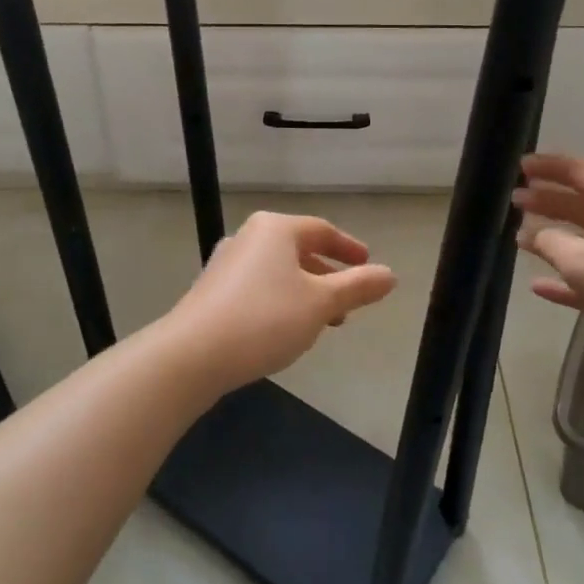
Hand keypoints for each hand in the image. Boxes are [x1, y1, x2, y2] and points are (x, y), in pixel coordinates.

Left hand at [164, 212, 396, 393]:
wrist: (193, 354)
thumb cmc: (265, 319)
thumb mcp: (321, 303)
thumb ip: (357, 287)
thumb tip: (390, 274)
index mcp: (275, 229)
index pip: (322, 230)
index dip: (349, 248)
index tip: (368, 265)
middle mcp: (248, 237)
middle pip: (298, 249)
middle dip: (327, 274)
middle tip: (349, 299)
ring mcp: (226, 263)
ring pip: (278, 271)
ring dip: (304, 291)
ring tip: (323, 321)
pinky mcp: (212, 290)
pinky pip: (258, 287)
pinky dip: (280, 300)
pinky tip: (285, 329)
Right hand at [513, 155, 583, 365]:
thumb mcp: (582, 261)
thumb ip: (550, 243)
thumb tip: (532, 234)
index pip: (579, 169)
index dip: (549, 166)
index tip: (520, 167)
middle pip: (583, 200)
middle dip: (549, 199)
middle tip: (515, 200)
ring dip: (556, 235)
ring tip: (521, 236)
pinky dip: (569, 276)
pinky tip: (540, 287)